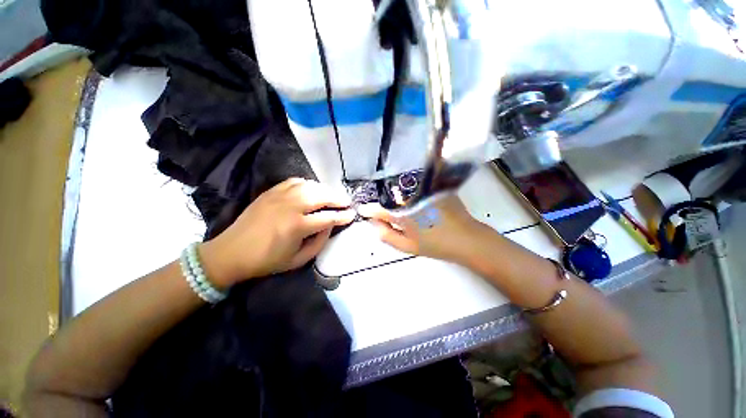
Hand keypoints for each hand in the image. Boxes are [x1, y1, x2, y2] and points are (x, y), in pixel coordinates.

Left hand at [200, 178, 355, 286]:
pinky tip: (312, 189)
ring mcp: (279, 196)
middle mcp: (291, 206)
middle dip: (338, 199)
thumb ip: (319, 242)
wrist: (231, 252)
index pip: (328, 218)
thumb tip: (330, 226)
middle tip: (347, 202)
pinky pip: (295, 181)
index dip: (343, 216)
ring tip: (333, 196)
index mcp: (297, 226)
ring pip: (310, 186)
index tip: (352, 214)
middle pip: (322, 196)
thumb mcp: (298, 260)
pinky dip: (308, 184)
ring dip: (325, 190)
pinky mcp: (271, 192)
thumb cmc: (266, 261)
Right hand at [358, 195, 484, 262]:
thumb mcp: (409, 247)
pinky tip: (409, 193)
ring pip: (402, 187)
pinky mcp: (435, 187)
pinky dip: (409, 187)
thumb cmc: (437, 244)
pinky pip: (416, 183)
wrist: (467, 238)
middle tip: (378, 206)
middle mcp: (411, 199)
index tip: (363, 209)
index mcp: (404, 215)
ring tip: (392, 198)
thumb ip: (388, 236)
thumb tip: (374, 226)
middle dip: (382, 199)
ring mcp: (424, 190)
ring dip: (394, 191)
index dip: (369, 209)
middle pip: (389, 195)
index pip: (380, 209)